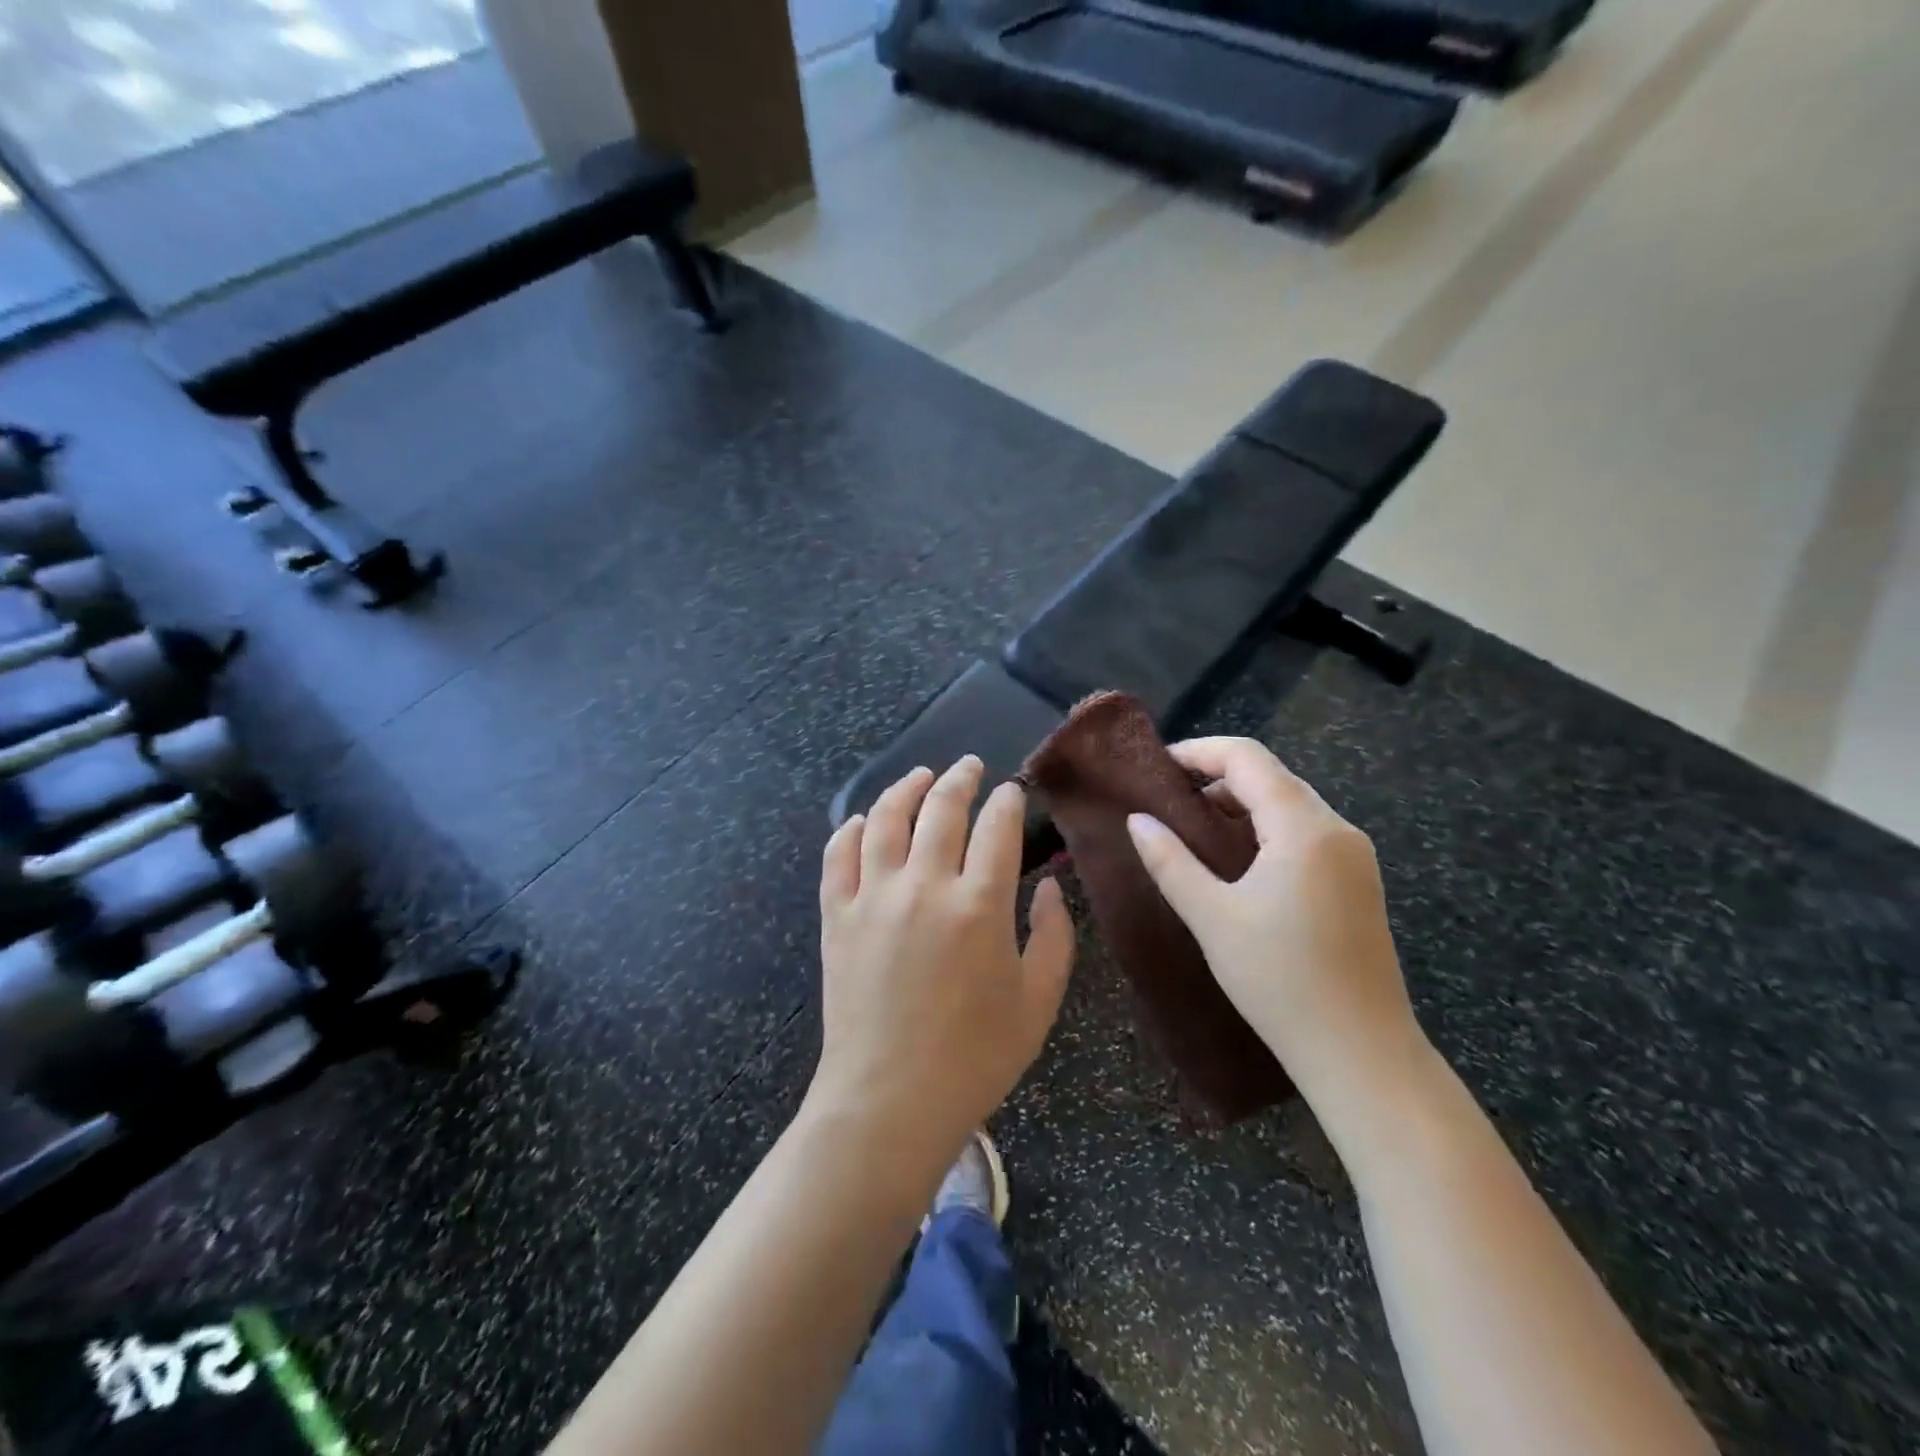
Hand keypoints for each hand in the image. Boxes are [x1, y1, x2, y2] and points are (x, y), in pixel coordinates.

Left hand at [814, 757, 1075, 1165]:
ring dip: (904, 788)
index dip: (1007, 801)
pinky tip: (862, 820)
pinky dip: (850, 829)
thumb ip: (1054, 937)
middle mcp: (924, 886)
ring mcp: (873, 897)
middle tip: (969, 766)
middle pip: (941, 808)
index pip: (997, 827)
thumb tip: (1051, 886)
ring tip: (919, 776)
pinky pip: (838, 855)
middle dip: (959, 778)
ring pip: (885, 819)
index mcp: (979, 905)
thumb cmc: (975, 1058)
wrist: (888, 1102)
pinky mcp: (837, 916)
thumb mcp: (1038, 1002)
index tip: (1012, 791)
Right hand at [1126, 737, 1425, 1114]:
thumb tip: (1137, 819)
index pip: (1248, 758)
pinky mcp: (1358, 881)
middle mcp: (1338, 829)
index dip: (1199, 752)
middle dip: (1216, 778)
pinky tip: (1236, 860)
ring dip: (1240, 804)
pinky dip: (1265, 829)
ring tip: (1193, 829)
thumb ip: (1170, 861)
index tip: (1157, 766)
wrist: (1362, 1054)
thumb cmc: (1280, 981)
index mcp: (1305, 828)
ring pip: (1290, 804)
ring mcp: (1355, 856)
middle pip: (1271, 776)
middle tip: (1167, 800)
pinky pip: (1305, 832)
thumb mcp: (1212, 918)